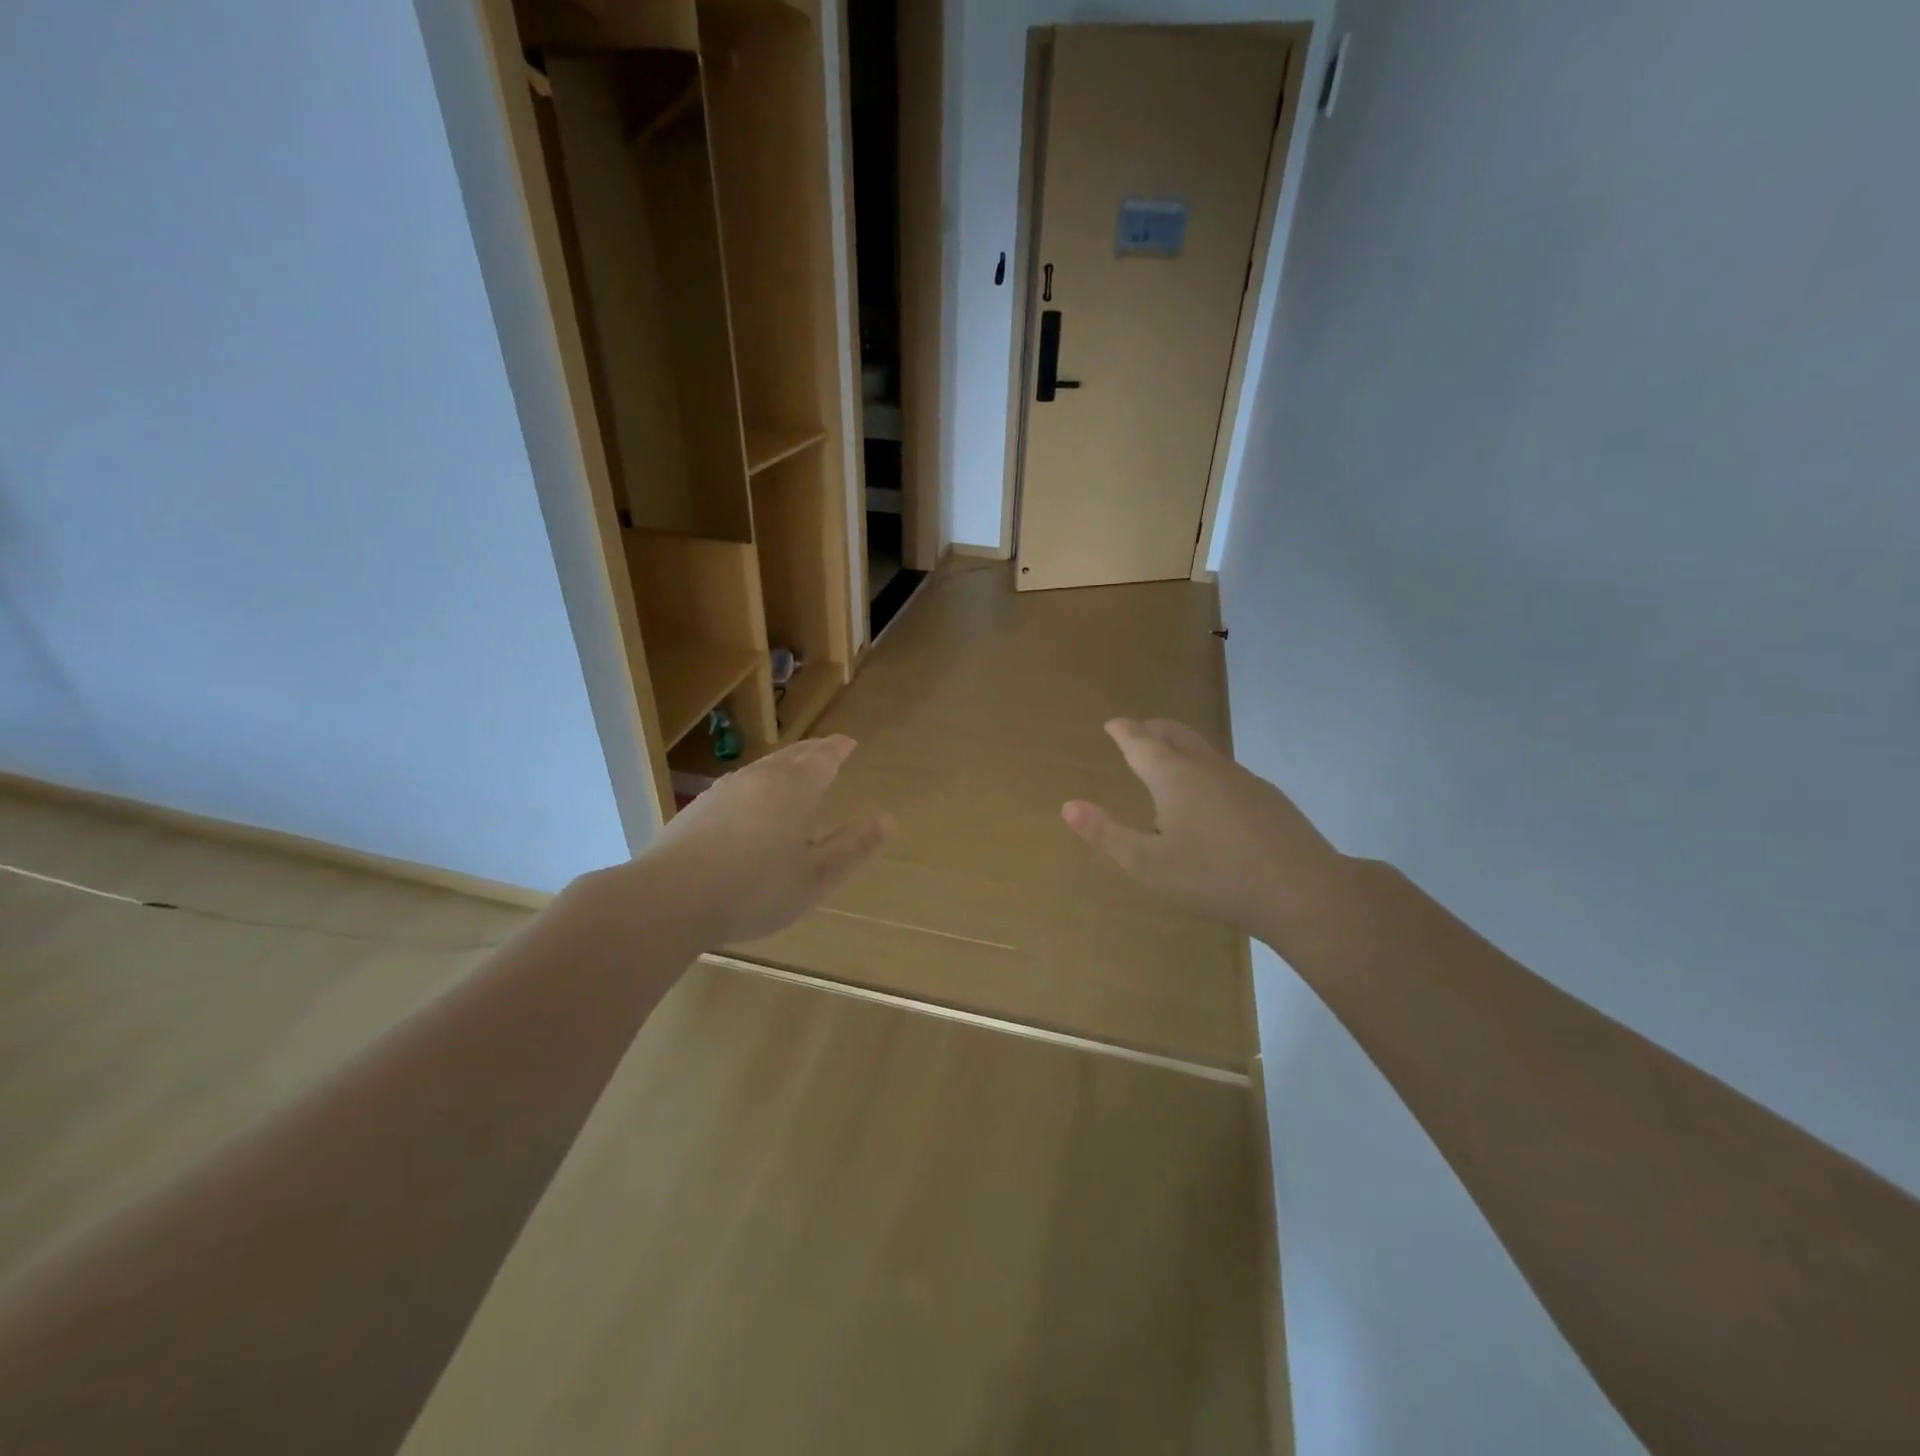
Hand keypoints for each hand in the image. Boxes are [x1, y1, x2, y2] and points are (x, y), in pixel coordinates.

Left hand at [631, 735, 891, 947]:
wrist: (669, 899)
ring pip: (761, 767)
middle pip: (792, 755)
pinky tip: (749, 799)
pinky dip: (756, 782)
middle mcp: (760, 779)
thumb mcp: (816, 878)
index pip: (823, 758)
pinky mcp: (697, 808)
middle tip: (827, 747)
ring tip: (793, 768)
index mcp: (794, 790)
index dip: (838, 749)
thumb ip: (853, 848)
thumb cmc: (755, 890)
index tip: (849, 742)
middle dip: (813, 750)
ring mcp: (724, 791)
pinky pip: (738, 784)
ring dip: (783, 763)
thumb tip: (888, 820)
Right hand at [1062, 718, 1348, 948]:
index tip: (1113, 724)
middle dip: (1150, 728)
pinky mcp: (1266, 797)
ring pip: (1202, 750)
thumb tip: (1068, 805)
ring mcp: (1241, 779)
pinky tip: (1208, 800)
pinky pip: (1223, 770)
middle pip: (1174, 733)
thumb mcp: (1148, 864)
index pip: (1140, 741)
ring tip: (1166, 764)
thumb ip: (1107, 834)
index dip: (1123, 731)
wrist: (1302, 890)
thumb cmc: (1214, 877)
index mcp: (1173, 776)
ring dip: (1178, 747)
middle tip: (1135, 731)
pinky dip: (1203, 770)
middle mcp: (1206, 767)